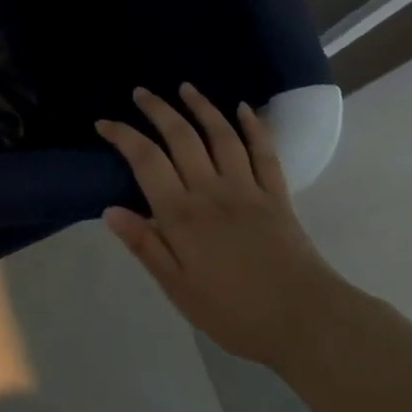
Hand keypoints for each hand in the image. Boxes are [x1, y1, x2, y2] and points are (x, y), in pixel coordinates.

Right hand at [98, 83, 345, 368]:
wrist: (308, 324)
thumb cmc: (235, 313)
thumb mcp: (179, 289)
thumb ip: (145, 246)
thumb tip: (109, 211)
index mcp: (182, 214)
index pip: (145, 160)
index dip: (122, 135)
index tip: (103, 123)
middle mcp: (210, 190)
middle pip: (180, 136)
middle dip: (157, 109)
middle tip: (141, 92)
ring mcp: (246, 189)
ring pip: (220, 135)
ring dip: (201, 107)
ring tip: (185, 87)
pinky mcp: (277, 195)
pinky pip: (264, 152)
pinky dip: (253, 126)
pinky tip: (244, 108)